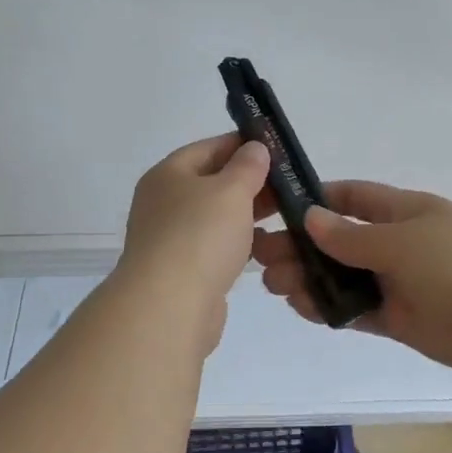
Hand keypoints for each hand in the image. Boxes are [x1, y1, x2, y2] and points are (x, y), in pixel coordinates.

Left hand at [115, 134, 269, 353]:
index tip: (276, 148)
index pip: (208, 148)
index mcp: (167, 175)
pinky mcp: (182, 271)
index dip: (242, 144)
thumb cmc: (200, 235)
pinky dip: (237, 243)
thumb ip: (247, 166)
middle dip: (249, 181)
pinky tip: (263, 246)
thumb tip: (254, 148)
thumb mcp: (231, 190)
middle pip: (211, 182)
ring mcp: (170, 238)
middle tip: (288, 183)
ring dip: (246, 214)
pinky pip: (214, 246)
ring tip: (284, 213)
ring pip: (215, 217)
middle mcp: (163, 203)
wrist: (169, 307)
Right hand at [251, 181, 451, 376]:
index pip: (352, 197)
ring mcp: (398, 282)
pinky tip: (303, 308)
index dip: (316, 200)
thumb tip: (310, 218)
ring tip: (276, 286)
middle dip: (302, 247)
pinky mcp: (401, 319)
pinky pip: (357, 310)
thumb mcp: (401, 240)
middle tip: (262, 259)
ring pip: (344, 278)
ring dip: (310, 279)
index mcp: (401, 211)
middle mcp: (396, 243)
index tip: (277, 208)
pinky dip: (331, 309)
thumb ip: (352, 236)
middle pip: (339, 241)